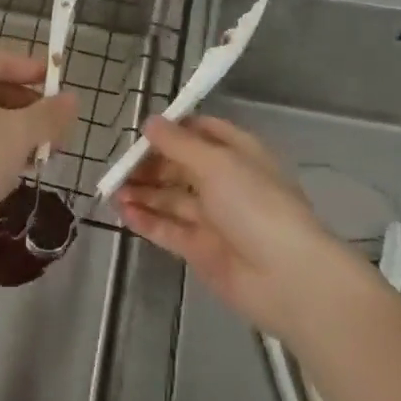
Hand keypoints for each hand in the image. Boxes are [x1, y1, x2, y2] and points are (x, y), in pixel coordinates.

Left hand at [0, 48, 78, 256]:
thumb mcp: (21, 134)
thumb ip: (49, 114)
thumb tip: (72, 98)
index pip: (0, 58)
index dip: (31, 67)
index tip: (58, 85)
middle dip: (32, 104)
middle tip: (59, 126)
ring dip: (22, 129)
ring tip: (48, 151)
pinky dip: (4, 146)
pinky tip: (24, 168)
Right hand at [116, 115, 356, 336]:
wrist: (287, 278)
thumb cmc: (255, 205)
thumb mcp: (216, 163)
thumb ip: (178, 143)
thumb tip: (150, 122)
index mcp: (238, 153)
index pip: (201, 131)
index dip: (172, 130)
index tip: (141, 131)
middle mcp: (225, 182)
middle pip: (180, 166)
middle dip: (149, 164)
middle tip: (118, 167)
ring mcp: (213, 218)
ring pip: (171, 198)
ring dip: (142, 192)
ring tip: (112, 190)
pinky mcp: (201, 250)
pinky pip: (168, 229)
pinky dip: (146, 219)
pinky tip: (123, 212)